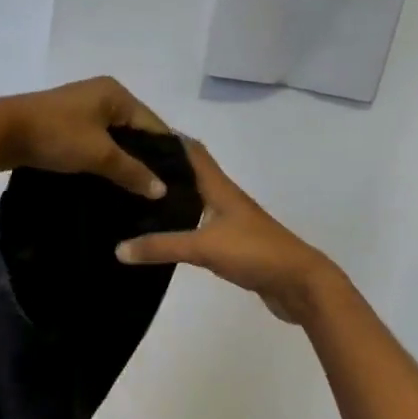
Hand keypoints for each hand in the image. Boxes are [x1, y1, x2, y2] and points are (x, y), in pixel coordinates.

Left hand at [0, 77, 170, 197]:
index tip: (177, 184)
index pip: (153, 124)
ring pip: (112, 139)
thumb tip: (162, 190)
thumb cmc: (55, 136)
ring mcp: (80, 109)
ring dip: (122, 162)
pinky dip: (102, 160)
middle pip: (134, 131)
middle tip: (157, 192)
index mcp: (115, 93)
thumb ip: (133, 171)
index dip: (165, 154)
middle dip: (144, 160)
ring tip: (136, 192)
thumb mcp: (99, 154)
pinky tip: (108, 183)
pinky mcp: (63, 124)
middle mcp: (101, 95)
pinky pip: (93, 143)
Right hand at [116, 140, 339, 323]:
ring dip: (171, 198)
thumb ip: (161, 247)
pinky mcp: (232, 245)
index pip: (192, 152)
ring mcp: (231, 223)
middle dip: (162, 169)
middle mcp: (224, 199)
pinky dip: (180, 225)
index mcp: (219, 188)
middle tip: (125, 168)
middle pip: (191, 175)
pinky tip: (162, 234)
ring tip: (135, 199)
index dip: (167, 138)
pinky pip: (199, 227)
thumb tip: (118, 249)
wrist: (299, 285)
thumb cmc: (254, 252)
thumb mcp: (203, 247)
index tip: (135, 133)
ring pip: (195, 201)